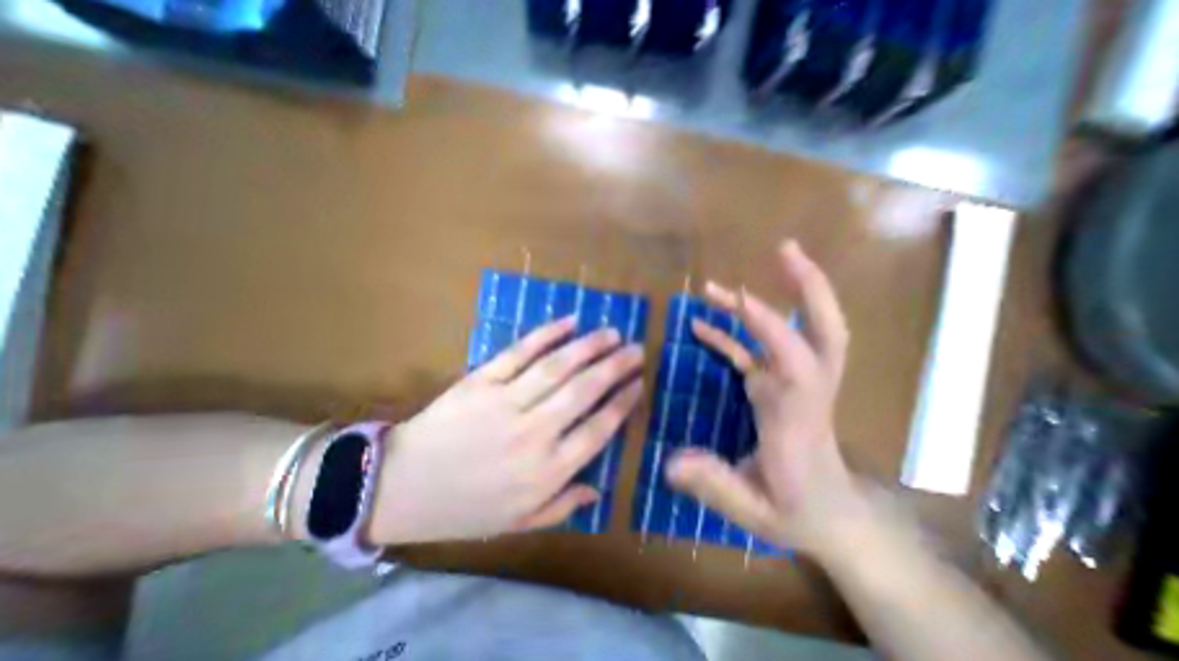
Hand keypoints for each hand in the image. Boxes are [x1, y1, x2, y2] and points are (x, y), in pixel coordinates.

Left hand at [370, 317, 640, 545]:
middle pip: (584, 391)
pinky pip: (519, 352)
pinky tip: (569, 322)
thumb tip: (600, 488)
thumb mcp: (518, 522)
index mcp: (546, 471)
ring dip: (589, 346)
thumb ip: (563, 505)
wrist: (399, 487)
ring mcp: (505, 402)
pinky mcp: (481, 381)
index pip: (598, 429)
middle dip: (615, 367)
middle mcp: (533, 433)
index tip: (639, 383)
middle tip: (636, 349)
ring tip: (611, 333)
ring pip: (557, 367)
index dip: (623, 403)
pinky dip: (546, 334)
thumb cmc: (463, 508)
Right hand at [673, 241, 863, 554]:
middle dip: (809, 288)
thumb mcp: (753, 512)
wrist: (835, 520)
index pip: (796, 362)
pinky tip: (702, 325)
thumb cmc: (798, 515)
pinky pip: (756, 351)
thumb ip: (714, 485)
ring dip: (768, 300)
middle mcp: (802, 390)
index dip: (769, 326)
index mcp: (799, 418)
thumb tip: (669, 462)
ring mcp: (792, 385)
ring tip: (718, 286)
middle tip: (785, 250)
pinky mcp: (778, 387)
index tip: (736, 297)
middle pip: (825, 331)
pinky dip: (733, 333)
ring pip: (796, 332)